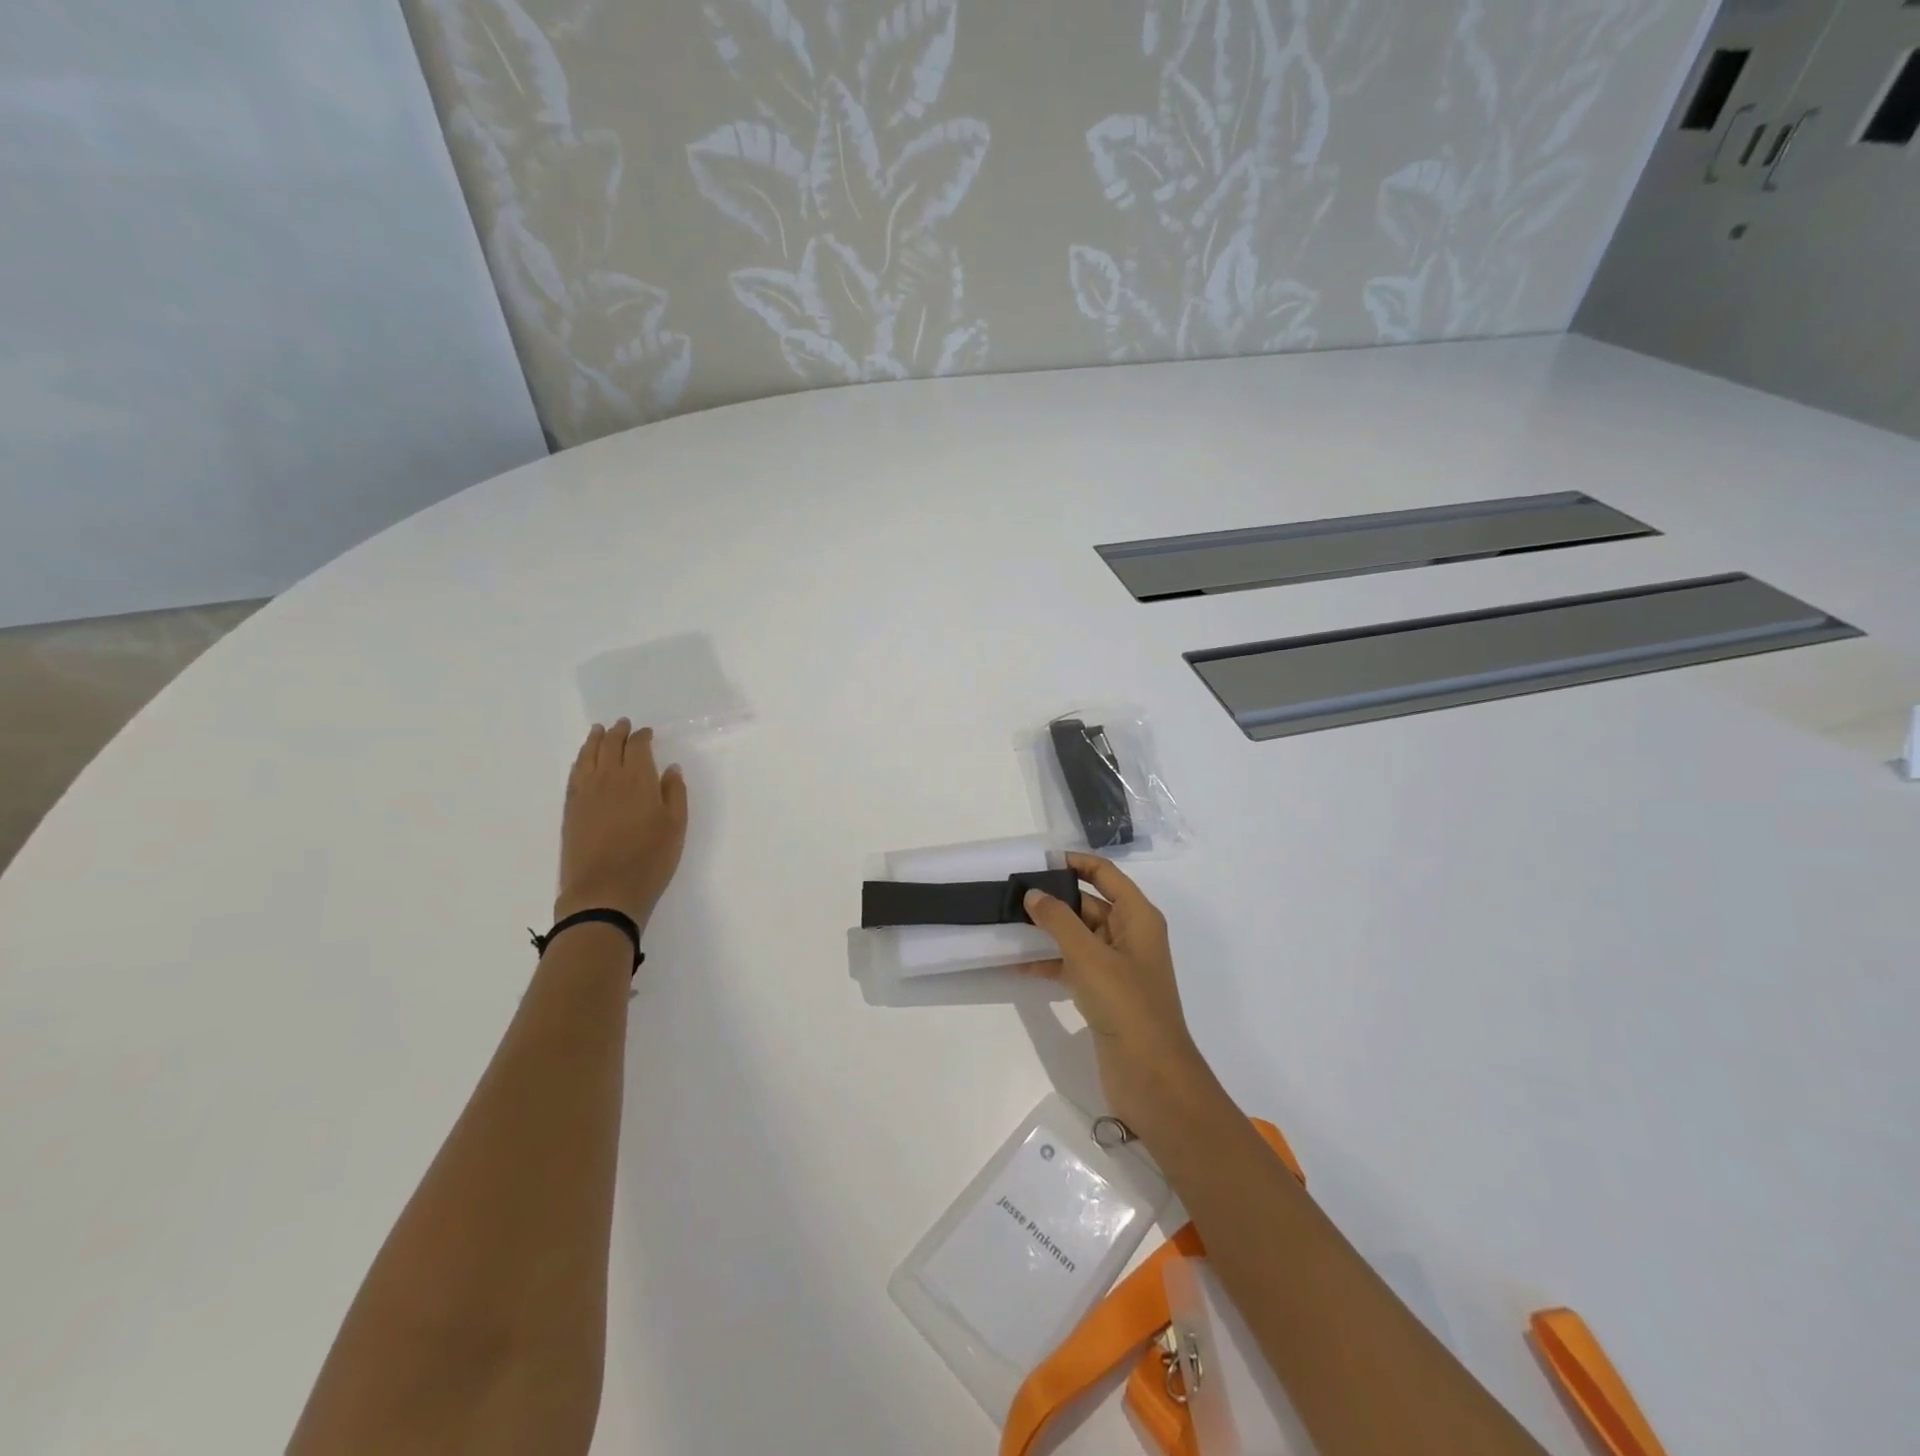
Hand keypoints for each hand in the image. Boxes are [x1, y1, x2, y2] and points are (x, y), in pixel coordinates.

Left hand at [555, 720, 688, 931]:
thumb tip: (670, 768)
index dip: (642, 737)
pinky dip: (580, 761)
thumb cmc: (649, 859)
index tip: (646, 732)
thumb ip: (675, 793)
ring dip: (594, 741)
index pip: (637, 747)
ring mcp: (585, 794)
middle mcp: (608, 779)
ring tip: (599, 732)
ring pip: (587, 756)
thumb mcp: (676, 826)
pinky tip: (583, 761)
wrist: (604, 893)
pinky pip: (574, 774)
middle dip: (617, 733)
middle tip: (622, 724)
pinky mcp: (570, 810)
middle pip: (610, 746)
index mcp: (637, 779)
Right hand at [1019, 853, 1217, 1145]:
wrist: (1152, 1077)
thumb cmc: (1126, 1005)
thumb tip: (1033, 894)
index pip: (1105, 874)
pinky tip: (1016, 964)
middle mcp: (1130, 935)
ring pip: (1077, 936)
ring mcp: (1117, 966)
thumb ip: (1058, 920)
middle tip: (1011, 894)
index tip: (1038, 861)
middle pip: (1089, 903)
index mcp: (1138, 917)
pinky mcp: (1104, 993)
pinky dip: (1049, 963)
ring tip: (1007, 924)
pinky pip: (1072, 966)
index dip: (1075, 863)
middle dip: (1054, 898)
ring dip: (1047, 931)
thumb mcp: (1089, 956)